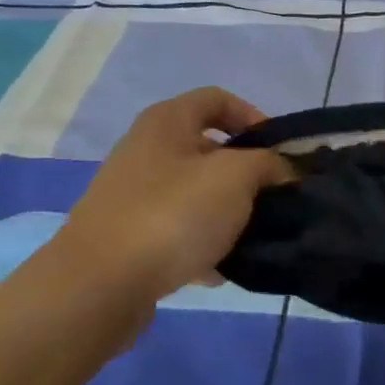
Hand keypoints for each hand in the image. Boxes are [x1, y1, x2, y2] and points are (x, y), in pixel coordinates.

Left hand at [52, 88, 293, 299]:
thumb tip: (283, 170)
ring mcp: (133, 194)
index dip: (254, 117)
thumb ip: (268, 164)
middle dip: (246, 171)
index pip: (218, 99)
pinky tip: (221, 269)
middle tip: (274, 196)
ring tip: (253, 235)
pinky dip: (202, 242)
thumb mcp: (236, 178)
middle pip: (208, 149)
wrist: (101, 284)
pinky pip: (178, 229)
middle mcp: (145, 150)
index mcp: (167, 122)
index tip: (280, 152)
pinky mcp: (128, 234)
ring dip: (228, 210)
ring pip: (195, 192)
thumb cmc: (173, 215)